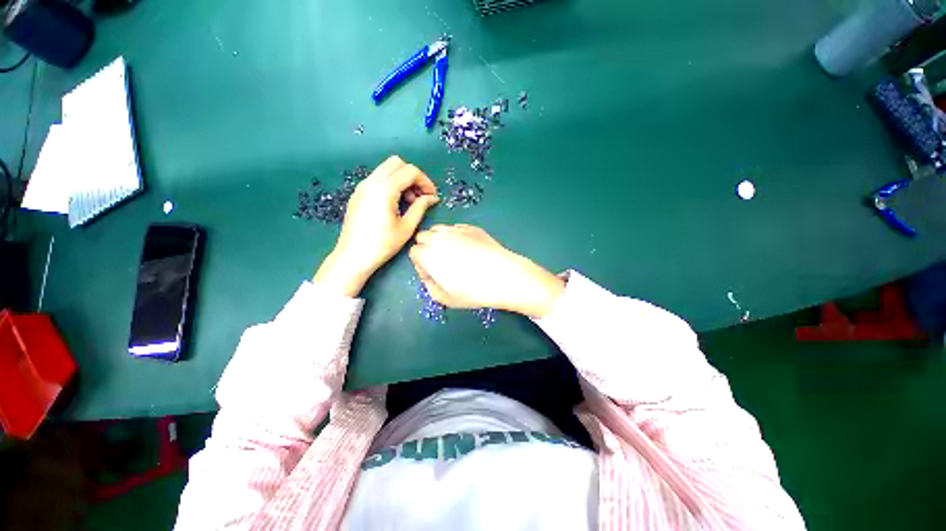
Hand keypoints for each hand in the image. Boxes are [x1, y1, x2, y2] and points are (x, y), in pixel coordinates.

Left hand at [314, 156, 438, 295]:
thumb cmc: (383, 244)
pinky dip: (391, 183)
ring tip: (409, 201)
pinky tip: (395, 203)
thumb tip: (432, 198)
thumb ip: (421, 207)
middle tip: (421, 195)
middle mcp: (371, 182)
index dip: (425, 181)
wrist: (354, 256)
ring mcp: (362, 186)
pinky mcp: (358, 193)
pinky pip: (378, 178)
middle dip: (413, 176)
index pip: (410, 171)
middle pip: (397, 163)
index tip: (432, 195)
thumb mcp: (407, 227)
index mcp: (384, 190)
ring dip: (402, 179)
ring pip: (386, 169)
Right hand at [408, 225, 564, 318]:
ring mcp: (457, 230)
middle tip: (441, 263)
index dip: (421, 264)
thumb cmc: (473, 291)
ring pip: (439, 229)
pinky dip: (456, 236)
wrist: (503, 276)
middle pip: (423, 237)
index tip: (433, 274)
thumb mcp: (445, 298)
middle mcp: (439, 237)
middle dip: (427, 248)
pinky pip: (456, 228)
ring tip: (453, 254)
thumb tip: (429, 275)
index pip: (414, 252)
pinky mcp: (472, 228)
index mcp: (428, 254)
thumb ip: (429, 286)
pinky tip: (468, 249)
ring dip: (440, 240)